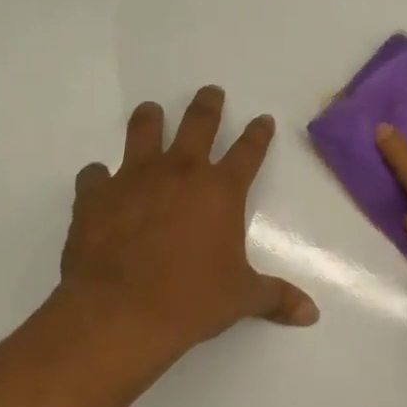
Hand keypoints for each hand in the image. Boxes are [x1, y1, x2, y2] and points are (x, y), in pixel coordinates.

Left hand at [57, 86, 317, 371]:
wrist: (120, 314)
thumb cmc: (192, 301)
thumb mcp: (241, 298)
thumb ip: (276, 297)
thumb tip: (311, 314)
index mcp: (221, 190)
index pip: (248, 151)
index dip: (258, 133)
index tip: (262, 119)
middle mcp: (180, 173)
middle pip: (197, 124)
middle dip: (207, 105)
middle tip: (210, 92)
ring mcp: (133, 180)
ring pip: (143, 132)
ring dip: (150, 119)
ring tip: (151, 111)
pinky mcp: (94, 197)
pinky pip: (95, 175)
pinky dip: (99, 176)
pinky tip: (99, 180)